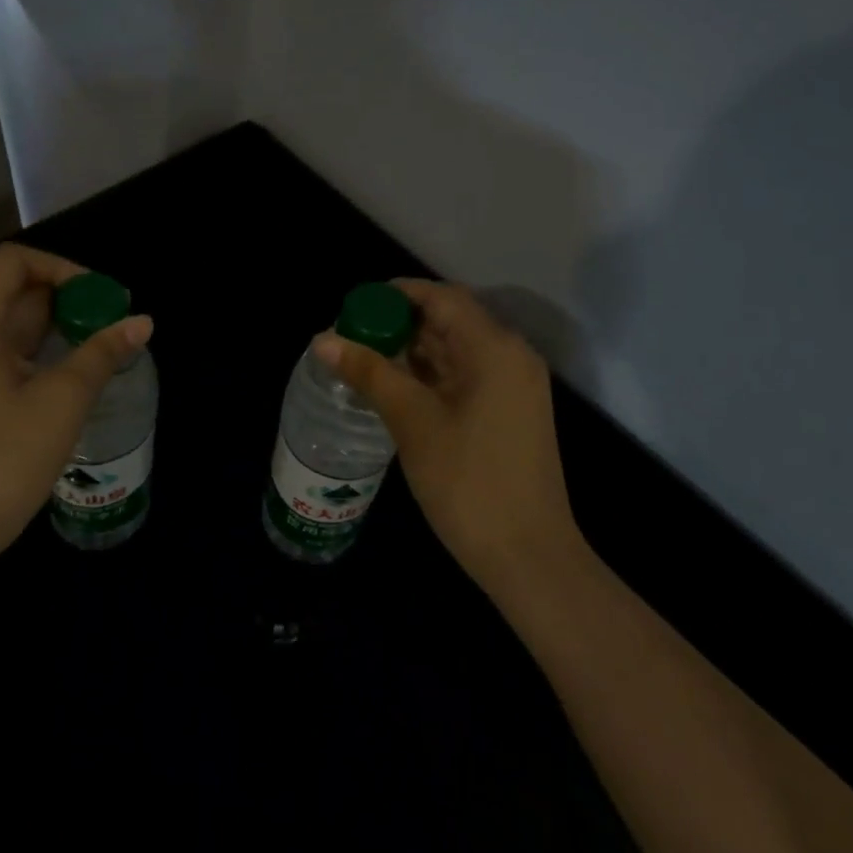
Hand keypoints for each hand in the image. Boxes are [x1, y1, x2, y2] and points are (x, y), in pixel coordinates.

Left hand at [0, 244, 152, 572]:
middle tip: (110, 319)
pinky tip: (71, 372)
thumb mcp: (63, 400)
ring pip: (9, 323)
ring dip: (55, 324)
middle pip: (11, 290)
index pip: (10, 263)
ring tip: (99, 343)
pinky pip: (3, 352)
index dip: (58, 267)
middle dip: (65, 296)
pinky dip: (39, 349)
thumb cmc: (3, 459)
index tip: (96, 297)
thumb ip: (103, 353)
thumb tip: (142, 321)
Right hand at [315, 280, 581, 598]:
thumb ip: (369, 373)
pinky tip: (394, 387)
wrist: (529, 558)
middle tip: (351, 335)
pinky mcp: (510, 412)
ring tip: (363, 359)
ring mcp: (514, 386)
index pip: (441, 298)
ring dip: (413, 350)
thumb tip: (323, 340)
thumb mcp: (412, 421)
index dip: (397, 294)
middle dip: (400, 323)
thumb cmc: (469, 482)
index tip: (355, 305)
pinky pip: (465, 376)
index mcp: (494, 348)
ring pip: (456, 350)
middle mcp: (510, 356)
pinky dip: (430, 375)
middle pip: (450, 320)